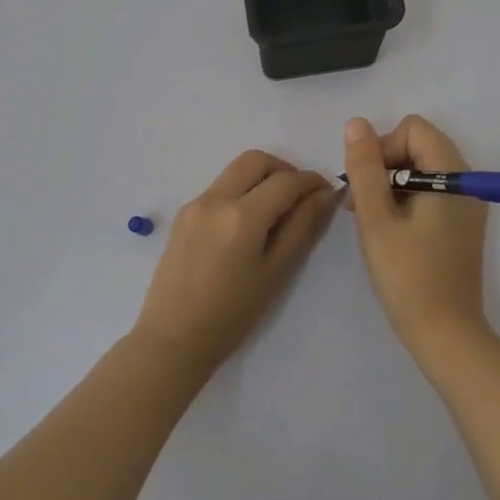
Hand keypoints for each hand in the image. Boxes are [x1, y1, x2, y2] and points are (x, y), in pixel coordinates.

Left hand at [132, 150, 337, 373]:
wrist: (172, 339)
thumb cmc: (231, 315)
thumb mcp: (275, 273)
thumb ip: (301, 228)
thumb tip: (326, 195)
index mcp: (242, 216)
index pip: (286, 181)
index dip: (311, 182)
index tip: (327, 193)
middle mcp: (216, 199)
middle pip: (256, 160)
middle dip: (284, 170)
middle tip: (300, 196)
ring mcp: (195, 204)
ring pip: (235, 171)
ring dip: (261, 178)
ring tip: (276, 212)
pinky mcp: (183, 214)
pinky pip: (219, 188)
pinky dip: (240, 192)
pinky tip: (247, 226)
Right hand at [343, 115, 488, 350]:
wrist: (445, 334)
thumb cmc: (408, 275)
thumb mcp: (376, 219)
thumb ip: (365, 167)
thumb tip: (357, 124)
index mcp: (452, 174)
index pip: (412, 130)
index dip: (382, 148)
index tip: (366, 186)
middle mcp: (466, 181)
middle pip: (418, 145)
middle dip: (384, 166)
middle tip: (362, 204)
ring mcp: (466, 204)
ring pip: (421, 169)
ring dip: (391, 184)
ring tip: (370, 219)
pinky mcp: (461, 224)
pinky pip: (430, 191)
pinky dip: (405, 199)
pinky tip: (388, 229)